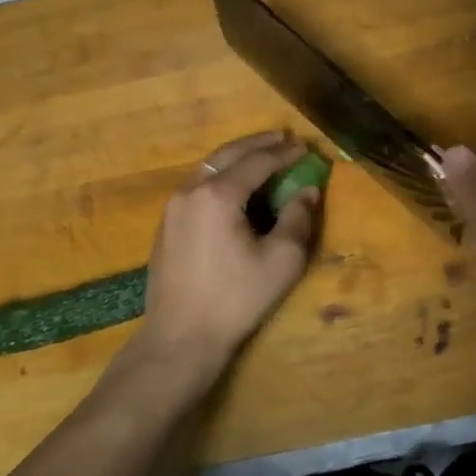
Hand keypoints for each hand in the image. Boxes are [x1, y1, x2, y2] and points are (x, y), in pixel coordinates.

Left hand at [131, 131, 320, 386]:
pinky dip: (221, 176)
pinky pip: (198, 186)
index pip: (258, 161)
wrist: (180, 338)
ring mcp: (173, 208)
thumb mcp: (280, 261)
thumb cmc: (235, 299)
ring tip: (262, 155)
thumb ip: (298, 218)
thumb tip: (308, 190)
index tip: (306, 148)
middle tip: (284, 136)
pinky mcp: (167, 226)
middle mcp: (191, 190)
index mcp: (218, 194)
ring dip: (237, 158)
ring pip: (209, 168)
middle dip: (258, 144)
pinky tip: (235, 187)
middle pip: (229, 155)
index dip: (285, 153)